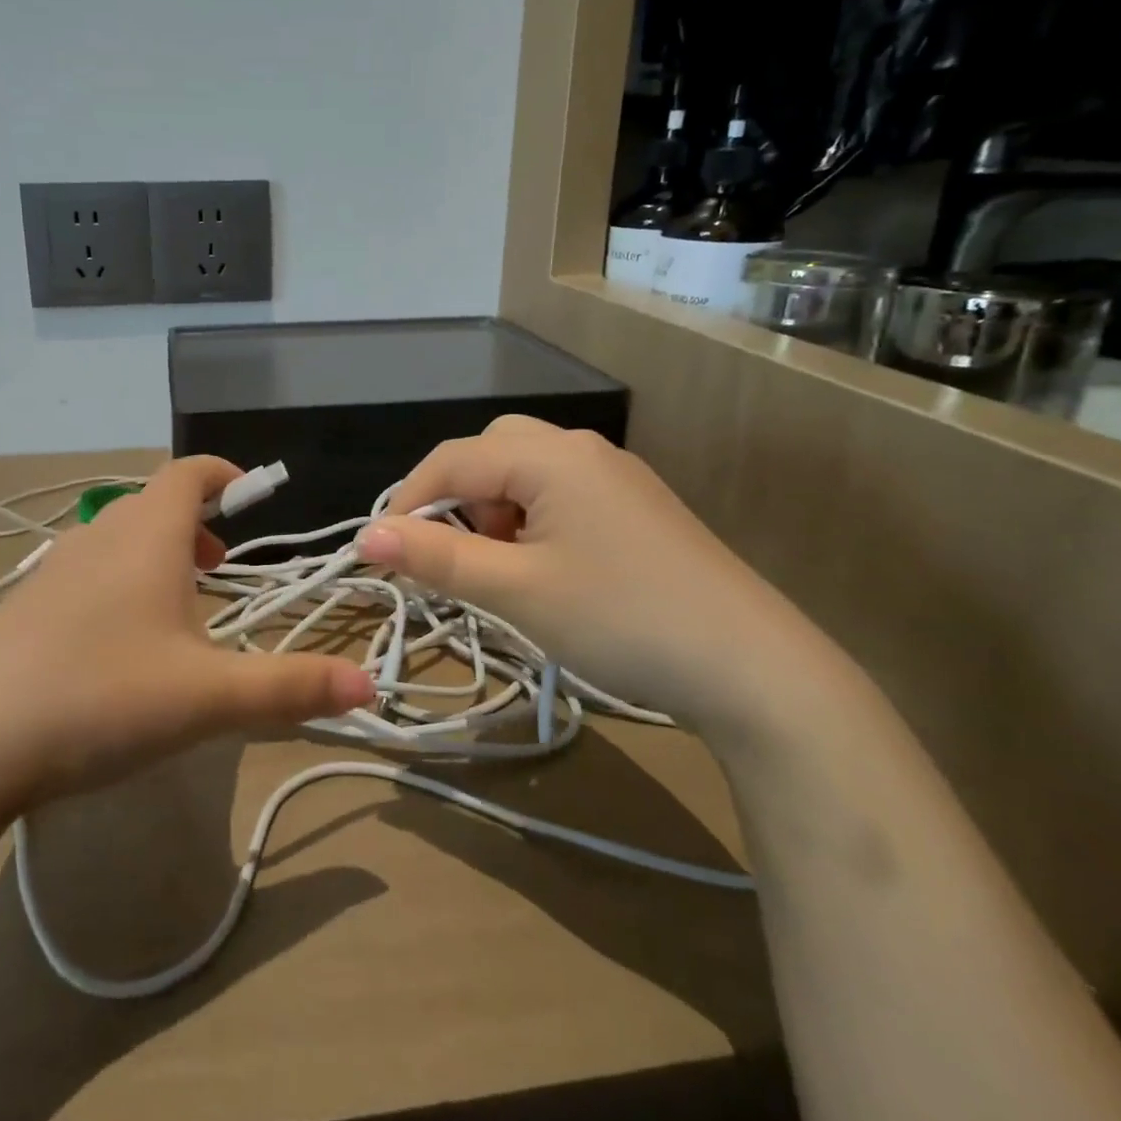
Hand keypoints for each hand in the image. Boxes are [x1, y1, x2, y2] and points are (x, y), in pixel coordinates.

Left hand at [0, 456, 373, 811]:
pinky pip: (83, 572)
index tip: (249, 493)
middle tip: (220, 564)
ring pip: (114, 539)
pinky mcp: (20, 608)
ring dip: (154, 555)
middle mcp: (97, 538)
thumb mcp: (207, 697)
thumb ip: (290, 688)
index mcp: (146, 537)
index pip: (187, 473)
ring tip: (177, 605)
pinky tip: (114, 644)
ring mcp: (50, 570)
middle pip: (151, 504)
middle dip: (194, 523)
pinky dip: (115, 582)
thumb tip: (369, 687)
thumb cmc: (100, 697)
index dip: (222, 474)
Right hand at [356, 415, 828, 736]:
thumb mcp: (515, 590)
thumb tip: (365, 536)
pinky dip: (532, 521)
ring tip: (502, 569)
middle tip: (455, 554)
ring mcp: (617, 477)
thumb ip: (435, 557)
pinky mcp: (638, 509)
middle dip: (457, 497)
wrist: (755, 669)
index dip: (407, 501)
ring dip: (495, 510)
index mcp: (551, 456)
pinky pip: (562, 494)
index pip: (452, 459)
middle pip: (492, 452)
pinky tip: (549, 570)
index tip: (382, 553)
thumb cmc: (620, 619)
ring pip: (527, 472)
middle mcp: (583, 451)